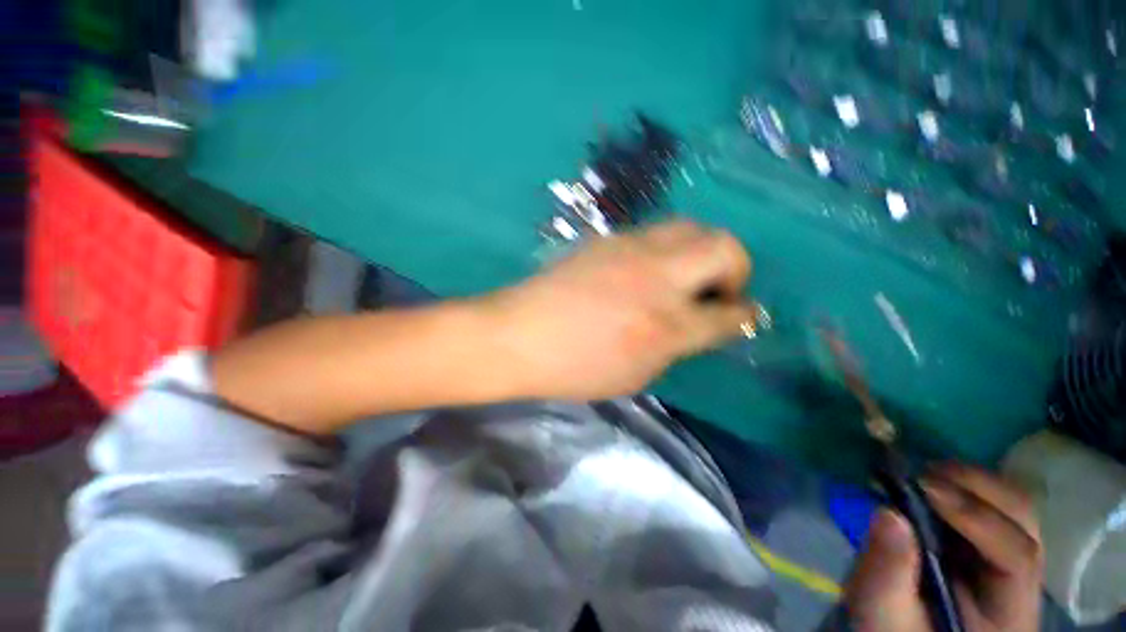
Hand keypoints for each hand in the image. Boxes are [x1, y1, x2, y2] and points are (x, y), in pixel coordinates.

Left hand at [485, 220, 755, 400]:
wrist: (519, 336)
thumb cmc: (574, 367)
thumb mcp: (636, 373)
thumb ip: (676, 345)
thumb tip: (700, 325)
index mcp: (665, 323)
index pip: (730, 313)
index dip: (746, 315)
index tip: (745, 316)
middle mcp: (656, 275)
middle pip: (723, 246)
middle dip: (735, 266)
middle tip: (718, 290)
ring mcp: (630, 248)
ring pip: (689, 227)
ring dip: (701, 251)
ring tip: (685, 275)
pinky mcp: (607, 238)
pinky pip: (654, 232)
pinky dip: (667, 248)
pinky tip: (648, 269)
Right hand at [845, 464, 1042, 631]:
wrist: (900, 630)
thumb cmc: (894, 630)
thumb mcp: (884, 613)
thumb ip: (887, 572)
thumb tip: (888, 512)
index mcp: (1009, 614)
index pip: (1017, 556)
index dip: (977, 517)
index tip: (923, 488)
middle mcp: (1023, 581)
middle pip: (1024, 522)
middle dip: (977, 489)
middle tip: (922, 474)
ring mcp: (1009, 558)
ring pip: (1012, 506)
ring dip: (969, 483)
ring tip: (922, 475)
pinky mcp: (987, 544)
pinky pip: (990, 505)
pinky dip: (961, 487)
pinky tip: (929, 485)